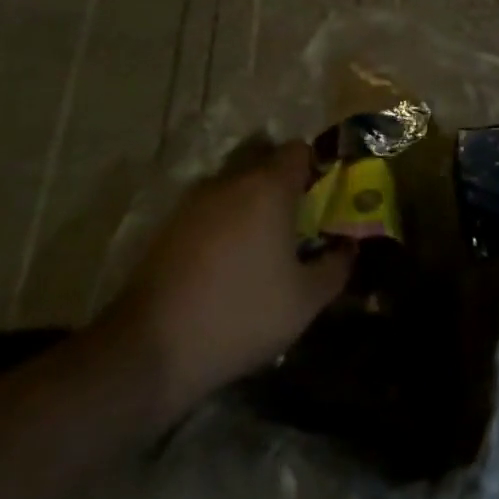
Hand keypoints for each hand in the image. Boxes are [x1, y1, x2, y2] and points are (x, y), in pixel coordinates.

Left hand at [99, 139, 353, 409]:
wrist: (151, 349)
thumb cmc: (241, 315)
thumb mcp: (305, 300)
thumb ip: (336, 266)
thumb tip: (348, 247)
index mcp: (268, 187)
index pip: (298, 150)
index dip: (316, 167)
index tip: (325, 197)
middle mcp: (230, 181)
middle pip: (264, 159)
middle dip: (283, 181)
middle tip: (298, 219)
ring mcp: (194, 201)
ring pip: (233, 183)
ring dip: (251, 201)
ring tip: (264, 243)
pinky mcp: (169, 225)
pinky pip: (210, 208)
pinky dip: (225, 221)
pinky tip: (229, 260)